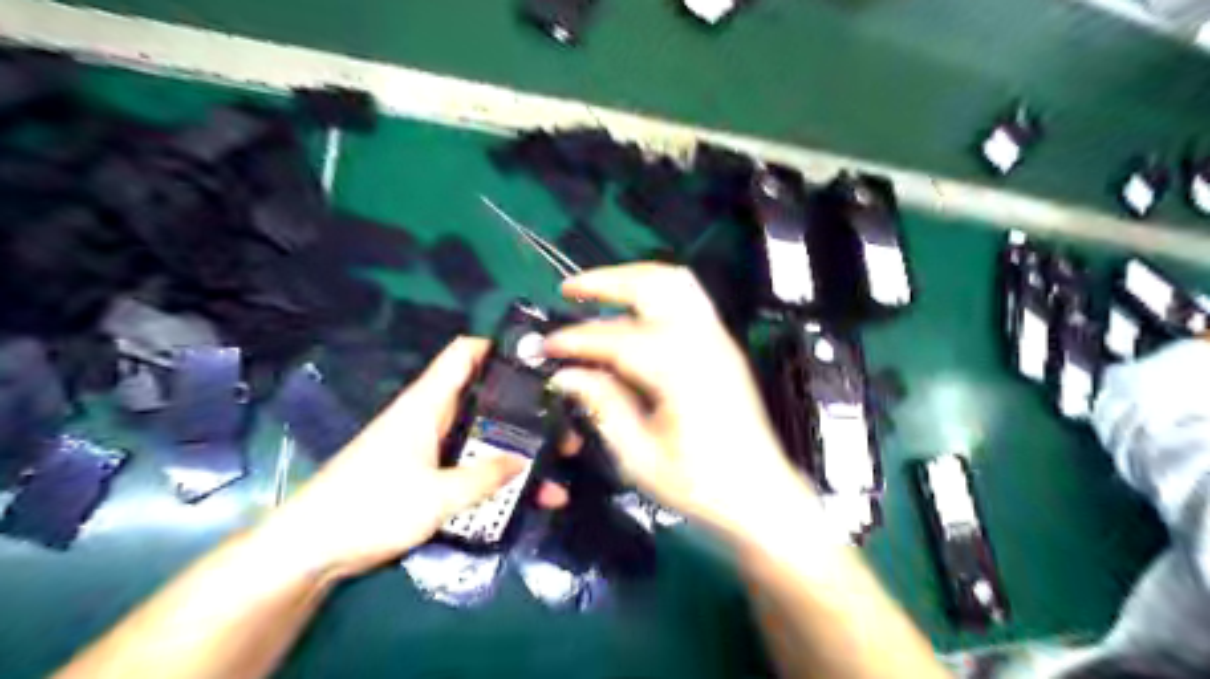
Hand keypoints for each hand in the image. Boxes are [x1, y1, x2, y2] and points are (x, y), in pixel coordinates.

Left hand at [253, 340, 557, 583]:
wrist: (312, 548)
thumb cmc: (371, 507)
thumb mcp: (437, 495)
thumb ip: (484, 477)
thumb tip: (523, 461)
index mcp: (427, 405)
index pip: (464, 354)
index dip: (498, 347)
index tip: (536, 360)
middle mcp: (429, 417)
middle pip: (483, 398)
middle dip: (522, 409)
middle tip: (561, 423)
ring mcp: (426, 445)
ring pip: (480, 435)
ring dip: (513, 448)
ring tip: (554, 464)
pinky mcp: (423, 471)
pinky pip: (468, 462)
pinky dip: (493, 472)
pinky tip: (521, 494)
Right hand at [550, 261, 823, 544]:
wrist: (760, 494)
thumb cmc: (703, 485)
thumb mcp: (641, 457)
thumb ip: (603, 407)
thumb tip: (567, 377)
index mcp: (680, 371)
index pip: (616, 338)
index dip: (575, 340)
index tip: (546, 346)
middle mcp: (703, 342)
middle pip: (652, 284)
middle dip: (605, 281)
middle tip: (568, 291)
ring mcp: (718, 339)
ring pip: (675, 281)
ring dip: (632, 278)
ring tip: (597, 290)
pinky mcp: (722, 345)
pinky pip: (687, 298)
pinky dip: (653, 292)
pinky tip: (631, 310)